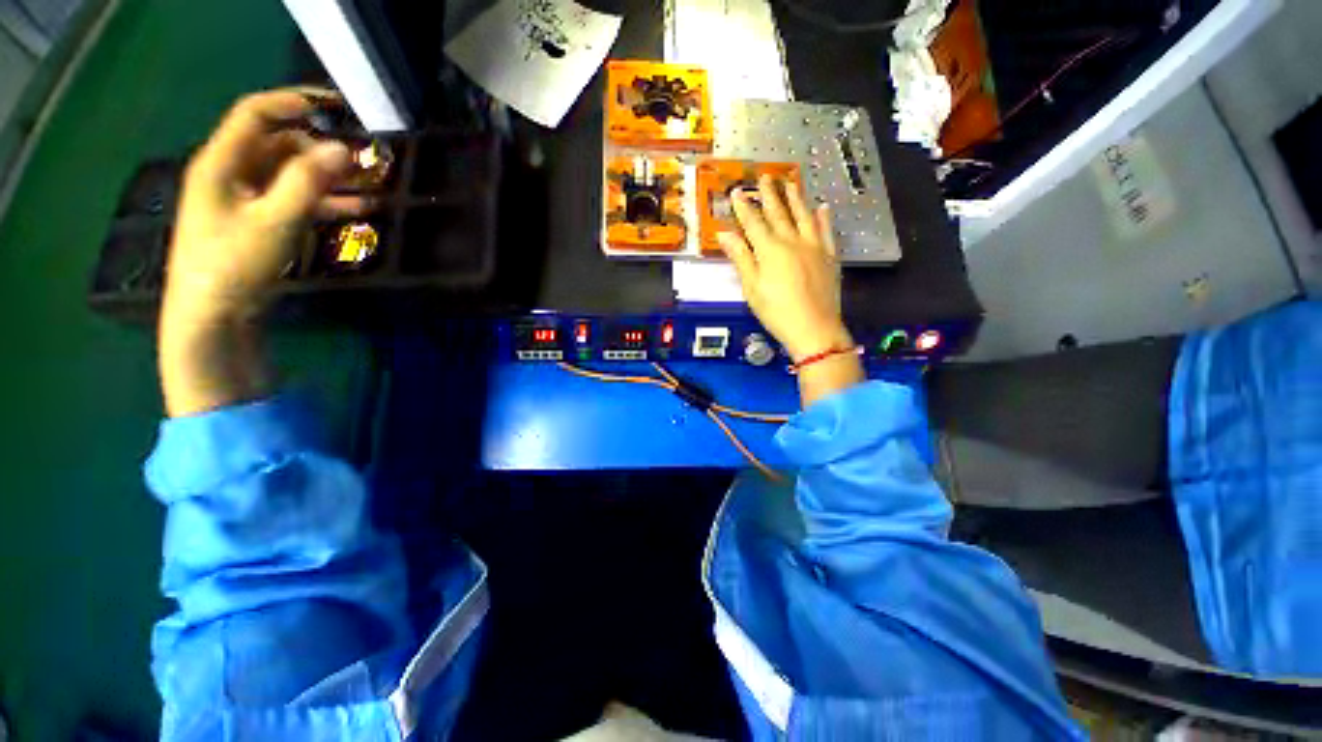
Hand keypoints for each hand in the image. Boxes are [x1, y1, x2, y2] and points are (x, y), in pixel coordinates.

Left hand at [164, 88, 364, 325]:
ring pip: (282, 177)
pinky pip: (280, 204)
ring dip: (322, 180)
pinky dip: (310, 205)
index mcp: (219, 163)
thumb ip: (310, 180)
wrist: (204, 338)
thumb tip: (344, 149)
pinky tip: (347, 214)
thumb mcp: (272, 223)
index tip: (334, 106)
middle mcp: (224, 177)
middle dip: (319, 149)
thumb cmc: (229, 273)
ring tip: (364, 189)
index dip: (295, 99)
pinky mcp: (243, 232)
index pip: (256, 111)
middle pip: (275, 144)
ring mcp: (233, 206)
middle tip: (356, 158)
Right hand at [717, 175, 851, 360]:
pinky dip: (824, 218)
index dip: (744, 206)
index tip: (737, 191)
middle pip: (778, 212)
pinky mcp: (830, 257)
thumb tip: (725, 234)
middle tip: (765, 177)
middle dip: (769, 194)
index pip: (753, 221)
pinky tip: (823, 208)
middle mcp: (792, 241)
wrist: (815, 329)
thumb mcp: (752, 287)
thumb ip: (741, 257)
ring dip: (796, 198)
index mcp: (769, 249)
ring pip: (804, 216)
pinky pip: (827, 232)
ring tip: (791, 184)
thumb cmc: (778, 312)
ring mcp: (814, 247)